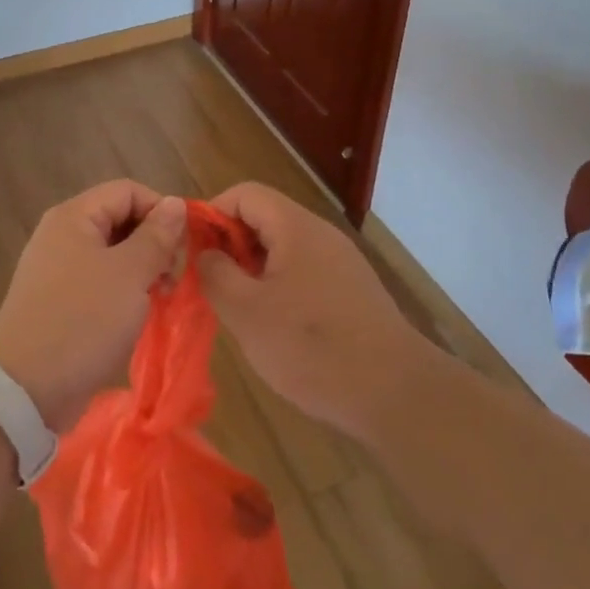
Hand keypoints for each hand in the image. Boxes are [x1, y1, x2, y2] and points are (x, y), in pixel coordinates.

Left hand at [0, 180, 186, 432]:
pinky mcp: (61, 302)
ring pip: (114, 254)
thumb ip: (156, 236)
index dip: (161, 210)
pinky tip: (140, 314)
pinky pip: (101, 282)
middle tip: (173, 277)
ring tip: (160, 298)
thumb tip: (175, 203)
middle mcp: (63, 235)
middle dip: (154, 243)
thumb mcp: (129, 274)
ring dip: (143, 270)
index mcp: (74, 217)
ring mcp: (59, 270)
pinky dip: (125, 292)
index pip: (128, 191)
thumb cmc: (82, 320)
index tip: (185, 246)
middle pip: (120, 220)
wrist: (25, 388)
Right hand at [197, 182, 434, 440]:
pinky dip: (280, 288)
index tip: (194, 252)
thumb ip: (215, 274)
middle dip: (231, 246)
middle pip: (265, 219)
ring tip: (239, 310)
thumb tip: (204, 253)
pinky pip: (305, 273)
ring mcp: (341, 263)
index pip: (245, 194)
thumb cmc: (311, 347)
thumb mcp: (246, 312)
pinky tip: (275, 329)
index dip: (213, 214)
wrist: (395, 394)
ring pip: (284, 249)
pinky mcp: (352, 292)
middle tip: (212, 286)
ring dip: (254, 270)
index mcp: (295, 227)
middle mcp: (321, 235)